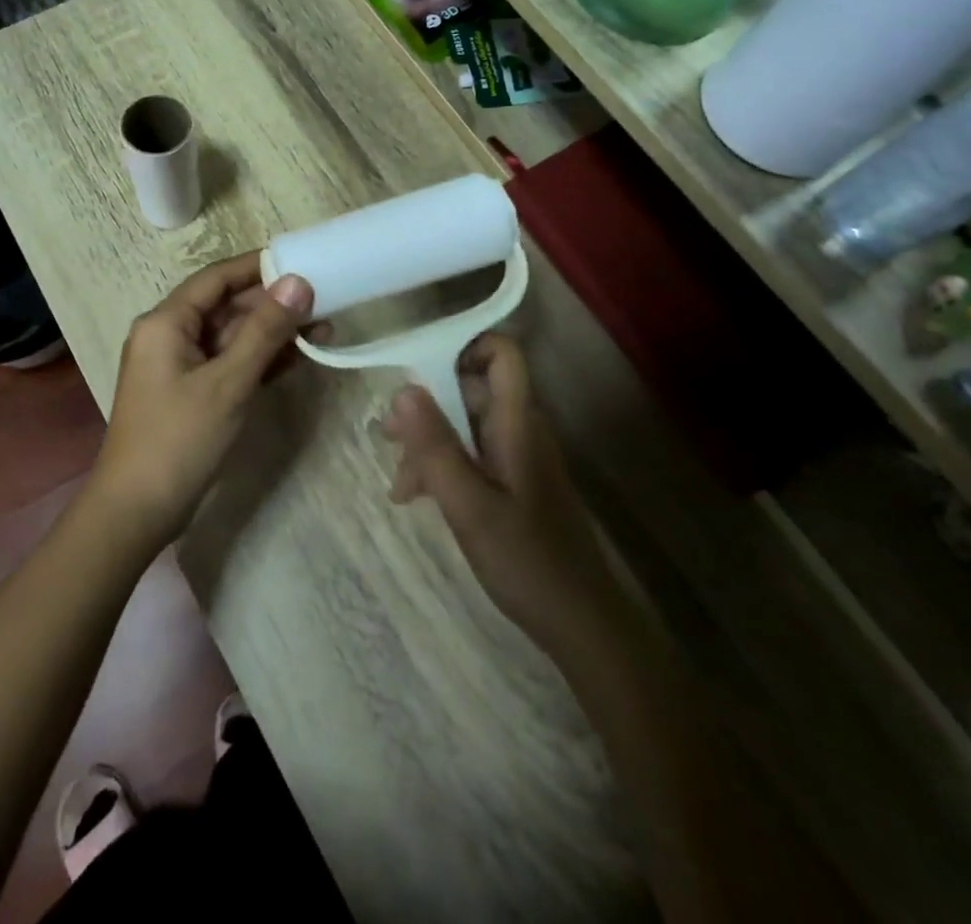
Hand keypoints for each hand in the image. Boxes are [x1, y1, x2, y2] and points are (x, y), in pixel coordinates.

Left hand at [89, 253, 317, 548]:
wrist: (137, 511)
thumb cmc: (179, 439)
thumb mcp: (228, 382)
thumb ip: (264, 331)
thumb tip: (298, 282)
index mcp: (166, 322)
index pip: (216, 278)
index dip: (258, 266)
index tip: (301, 259)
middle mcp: (168, 335)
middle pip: (225, 306)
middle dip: (272, 304)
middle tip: (324, 301)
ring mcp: (178, 365)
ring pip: (230, 336)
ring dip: (271, 333)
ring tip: (322, 328)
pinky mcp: (190, 392)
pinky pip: (228, 362)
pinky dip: (258, 359)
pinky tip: (297, 357)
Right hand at [384, 335, 608, 659]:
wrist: (582, 624)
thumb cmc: (526, 560)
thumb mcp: (468, 504)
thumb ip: (435, 445)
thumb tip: (402, 387)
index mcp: (517, 423)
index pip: (502, 354)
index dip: (463, 347)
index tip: (418, 370)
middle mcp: (521, 429)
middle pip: (471, 389)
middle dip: (426, 406)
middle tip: (387, 437)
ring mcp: (520, 457)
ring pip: (466, 425)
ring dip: (429, 442)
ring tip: (399, 483)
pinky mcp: (516, 483)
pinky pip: (474, 454)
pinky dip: (444, 466)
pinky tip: (417, 498)